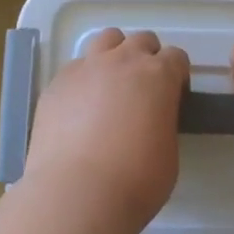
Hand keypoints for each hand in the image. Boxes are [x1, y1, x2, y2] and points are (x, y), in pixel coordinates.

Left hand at [22, 29, 189, 233]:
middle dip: (147, 58)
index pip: (176, 57)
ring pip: (106, 40)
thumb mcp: (169, 152)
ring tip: (111, 86)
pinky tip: (80, 108)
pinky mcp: (57, 83)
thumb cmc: (136, 180)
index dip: (177, 75)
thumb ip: (163, 123)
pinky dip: (84, 79)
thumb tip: (151, 121)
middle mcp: (123, 61)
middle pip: (141, 41)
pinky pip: (76, 68)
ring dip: (114, 55)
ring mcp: (86, 68)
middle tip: (143, 90)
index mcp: (158, 75)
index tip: (173, 95)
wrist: (77, 193)